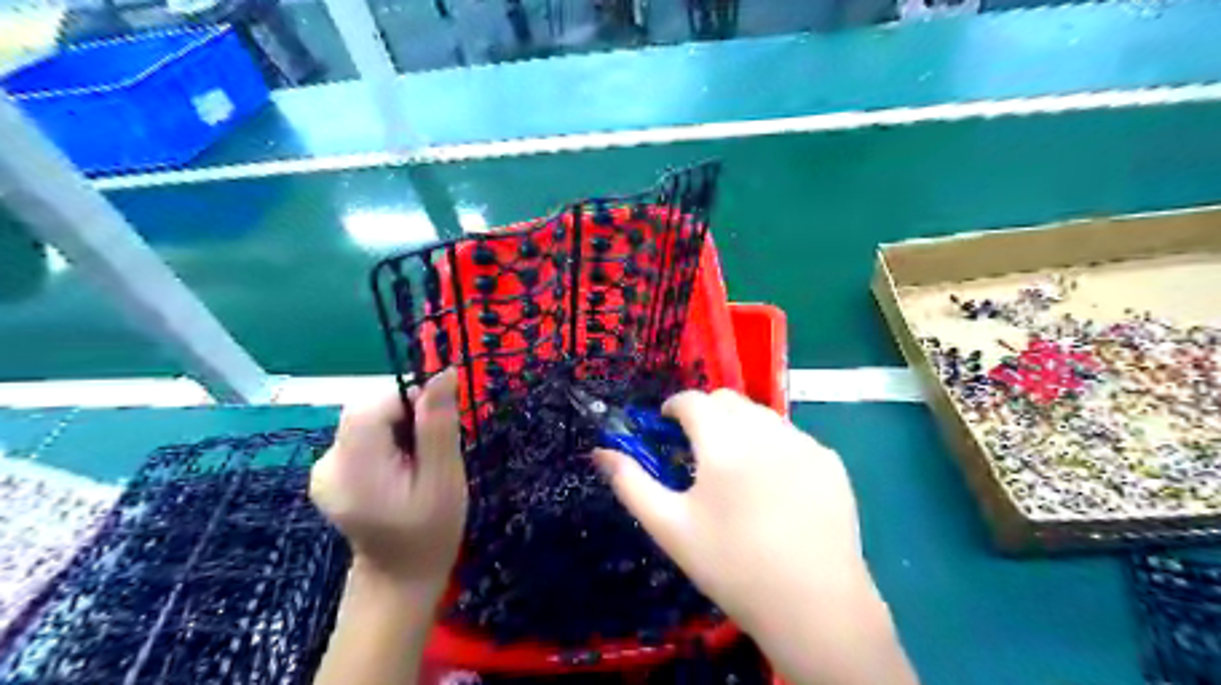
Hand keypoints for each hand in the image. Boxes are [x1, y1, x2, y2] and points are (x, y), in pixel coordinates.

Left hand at [312, 370, 467, 599]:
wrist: (400, 578)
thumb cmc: (431, 532)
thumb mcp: (445, 478)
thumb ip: (439, 425)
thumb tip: (443, 372)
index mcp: (353, 469)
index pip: (372, 405)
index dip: (409, 401)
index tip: (437, 426)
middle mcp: (327, 463)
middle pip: (367, 409)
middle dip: (406, 416)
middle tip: (432, 450)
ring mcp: (323, 468)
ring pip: (366, 419)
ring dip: (399, 427)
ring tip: (418, 463)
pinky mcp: (329, 470)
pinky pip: (361, 434)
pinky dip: (387, 439)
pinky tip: (401, 468)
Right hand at [597, 390, 920, 684]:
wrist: (814, 607)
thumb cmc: (731, 567)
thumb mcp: (669, 527)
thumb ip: (630, 483)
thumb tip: (600, 452)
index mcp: (723, 443)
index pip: (692, 400)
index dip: (674, 406)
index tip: (666, 424)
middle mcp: (765, 432)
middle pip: (728, 399)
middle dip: (706, 412)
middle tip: (698, 446)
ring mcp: (803, 444)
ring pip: (762, 414)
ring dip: (741, 425)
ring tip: (736, 465)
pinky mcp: (830, 461)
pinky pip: (792, 436)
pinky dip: (774, 444)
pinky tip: (775, 484)